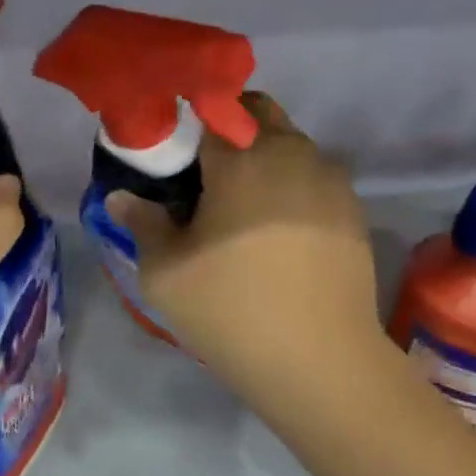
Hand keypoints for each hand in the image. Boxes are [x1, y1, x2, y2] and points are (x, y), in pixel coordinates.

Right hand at [106, 92, 384, 426]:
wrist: (321, 362)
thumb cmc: (231, 310)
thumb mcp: (165, 272)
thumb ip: (142, 223)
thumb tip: (122, 197)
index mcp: (242, 159)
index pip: (210, 113)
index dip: (188, 127)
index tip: (174, 155)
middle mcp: (293, 154)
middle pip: (258, 116)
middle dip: (230, 132)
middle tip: (205, 179)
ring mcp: (331, 181)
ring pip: (291, 145)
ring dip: (264, 159)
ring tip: (243, 211)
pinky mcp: (354, 211)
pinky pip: (315, 178)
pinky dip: (292, 187)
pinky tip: (279, 234)